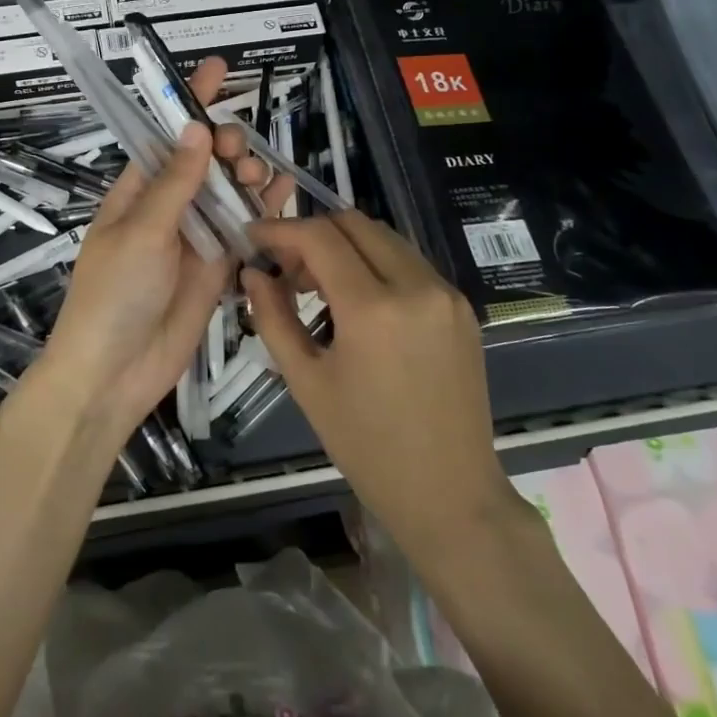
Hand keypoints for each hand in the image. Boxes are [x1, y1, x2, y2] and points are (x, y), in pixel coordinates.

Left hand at [40, 57, 289, 436]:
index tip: (218, 69)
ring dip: (248, 175)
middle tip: (239, 151)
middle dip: (226, 144)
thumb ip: (175, 183)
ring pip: (229, 192)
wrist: (114, 373)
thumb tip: (197, 128)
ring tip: (261, 176)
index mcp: (136, 191)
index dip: (189, 102)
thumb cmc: (114, 294)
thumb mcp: (142, 232)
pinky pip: (244, 229)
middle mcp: (167, 207)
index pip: (165, 135)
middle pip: (205, 161)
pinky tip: (285, 193)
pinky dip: (265, 210)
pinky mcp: (218, 266)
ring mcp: (195, 237)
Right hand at [243, 213, 516, 555]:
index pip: (320, 237)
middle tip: (287, 269)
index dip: (281, 230)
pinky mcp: (463, 307)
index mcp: (374, 309)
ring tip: (318, 286)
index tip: (254, 238)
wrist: (450, 494)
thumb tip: (253, 273)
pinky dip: (376, 263)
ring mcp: (446, 294)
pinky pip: (410, 262)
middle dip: (313, 233)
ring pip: (385, 237)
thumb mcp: (307, 383)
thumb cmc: (367, 446)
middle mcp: (416, 286)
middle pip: (355, 223)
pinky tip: (358, 300)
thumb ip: (274, 318)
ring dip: (346, 245)